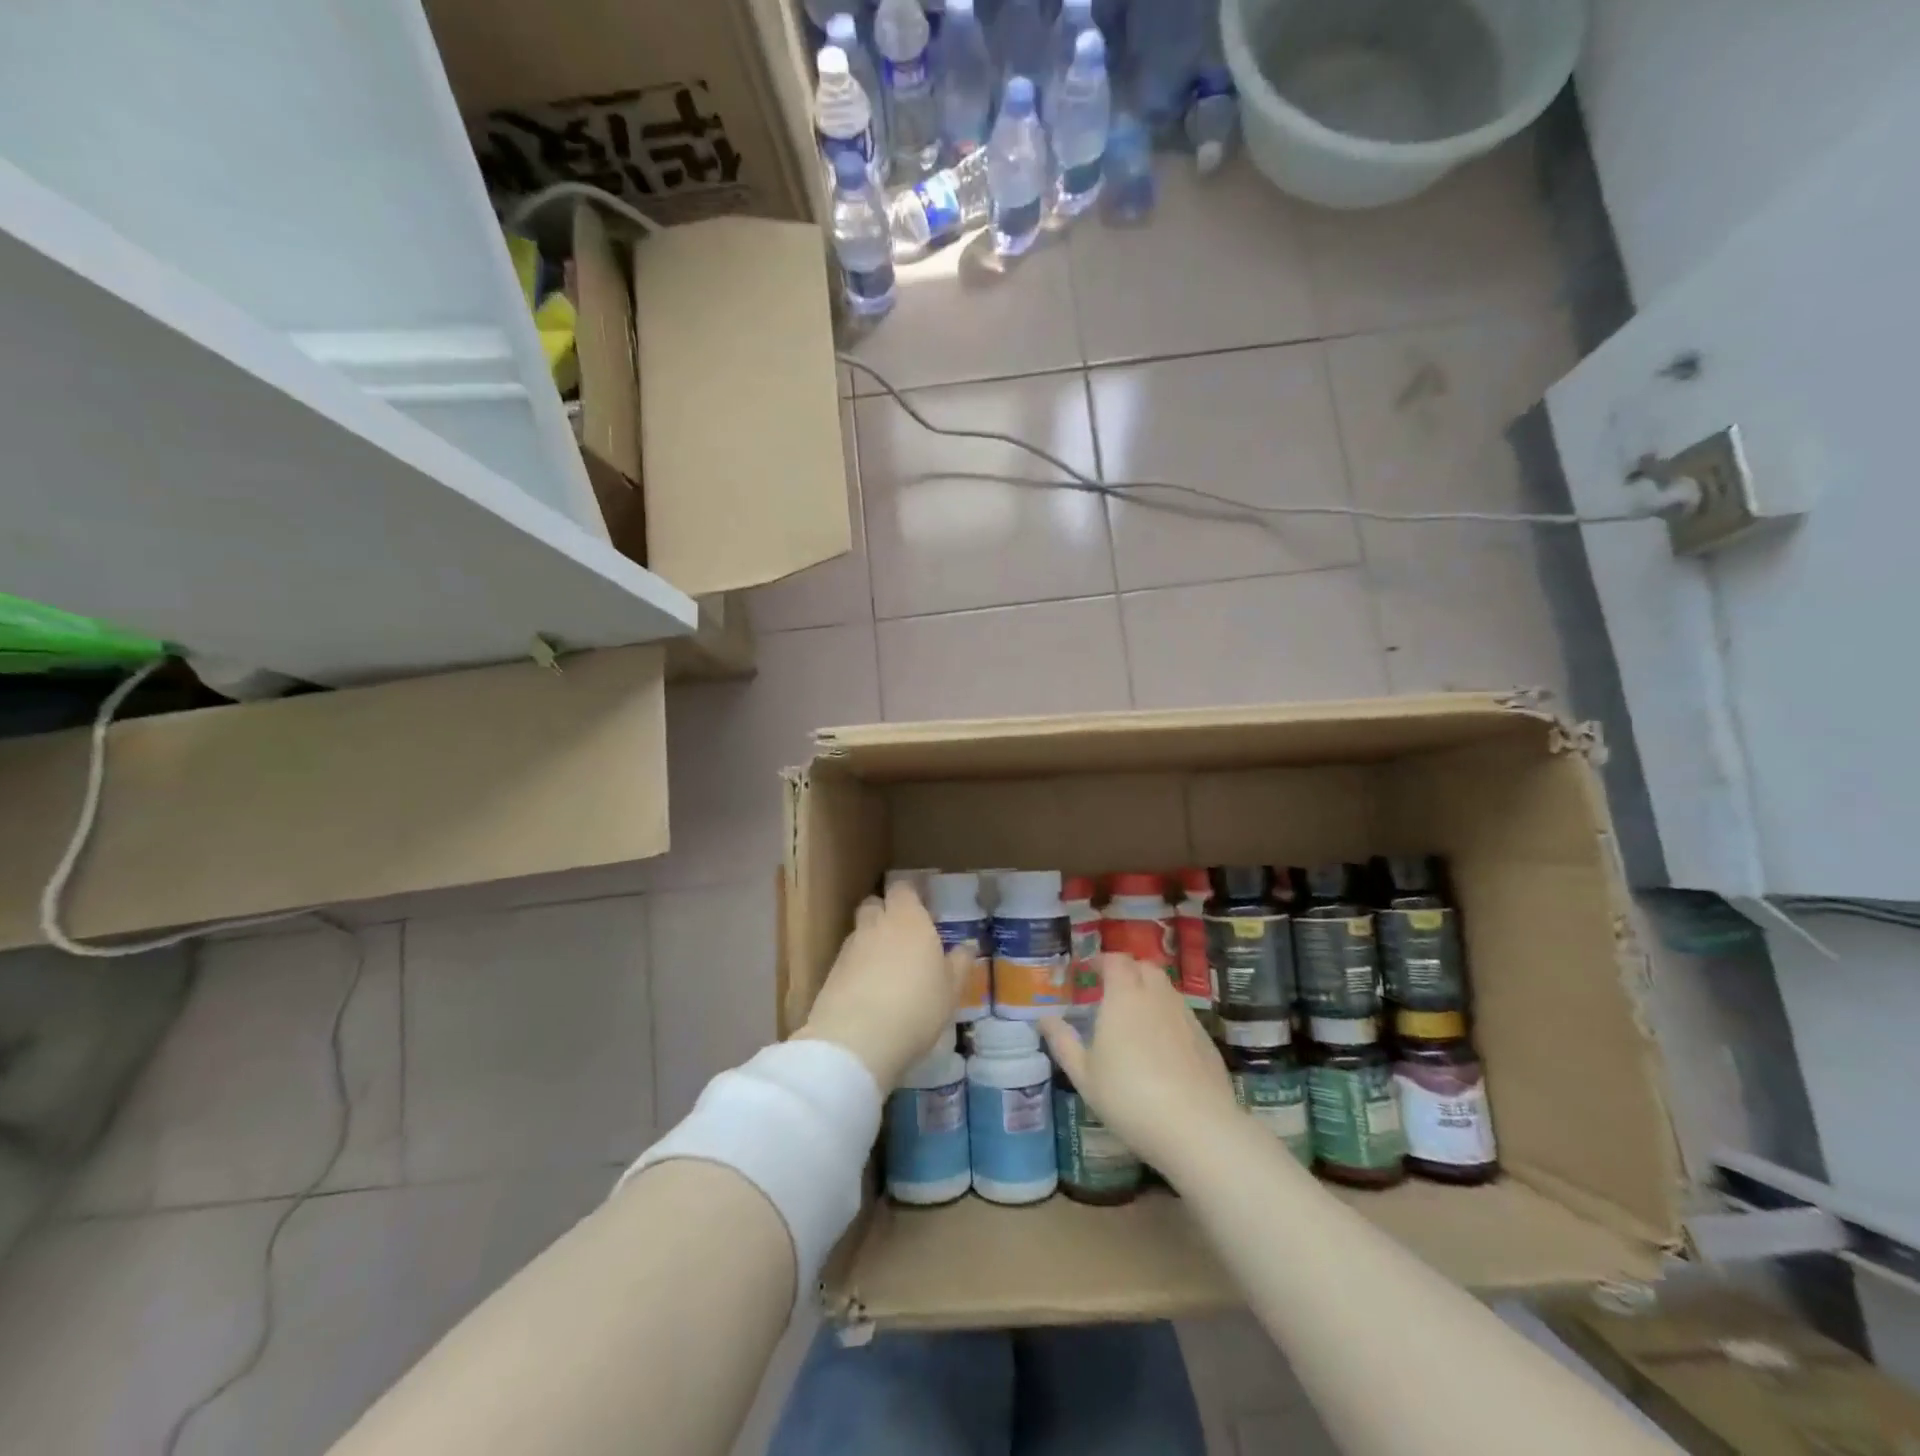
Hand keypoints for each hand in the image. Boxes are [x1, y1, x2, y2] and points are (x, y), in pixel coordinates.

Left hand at [796, 881, 975, 1089]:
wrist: (857, 1040)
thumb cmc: (917, 1006)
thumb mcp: (951, 990)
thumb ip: (960, 963)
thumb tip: (968, 946)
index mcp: (908, 919)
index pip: (903, 888)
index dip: (910, 896)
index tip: (922, 910)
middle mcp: (876, 924)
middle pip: (875, 904)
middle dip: (886, 913)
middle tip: (904, 937)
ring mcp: (850, 947)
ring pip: (860, 931)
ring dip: (871, 941)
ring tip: (887, 968)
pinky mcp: (831, 972)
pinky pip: (848, 959)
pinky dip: (858, 967)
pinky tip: (869, 991)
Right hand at [1040, 954, 1241, 1177]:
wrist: (1196, 1128)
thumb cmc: (1129, 1096)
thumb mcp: (1084, 1075)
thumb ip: (1063, 1042)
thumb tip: (1043, 1018)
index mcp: (1124, 996)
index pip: (1116, 960)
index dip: (1102, 961)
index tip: (1089, 972)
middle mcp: (1157, 996)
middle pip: (1145, 967)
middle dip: (1128, 972)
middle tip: (1111, 992)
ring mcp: (1186, 1016)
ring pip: (1166, 990)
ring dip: (1150, 993)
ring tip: (1135, 1020)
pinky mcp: (1206, 1039)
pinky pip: (1182, 1015)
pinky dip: (1168, 1019)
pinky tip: (1162, 1048)